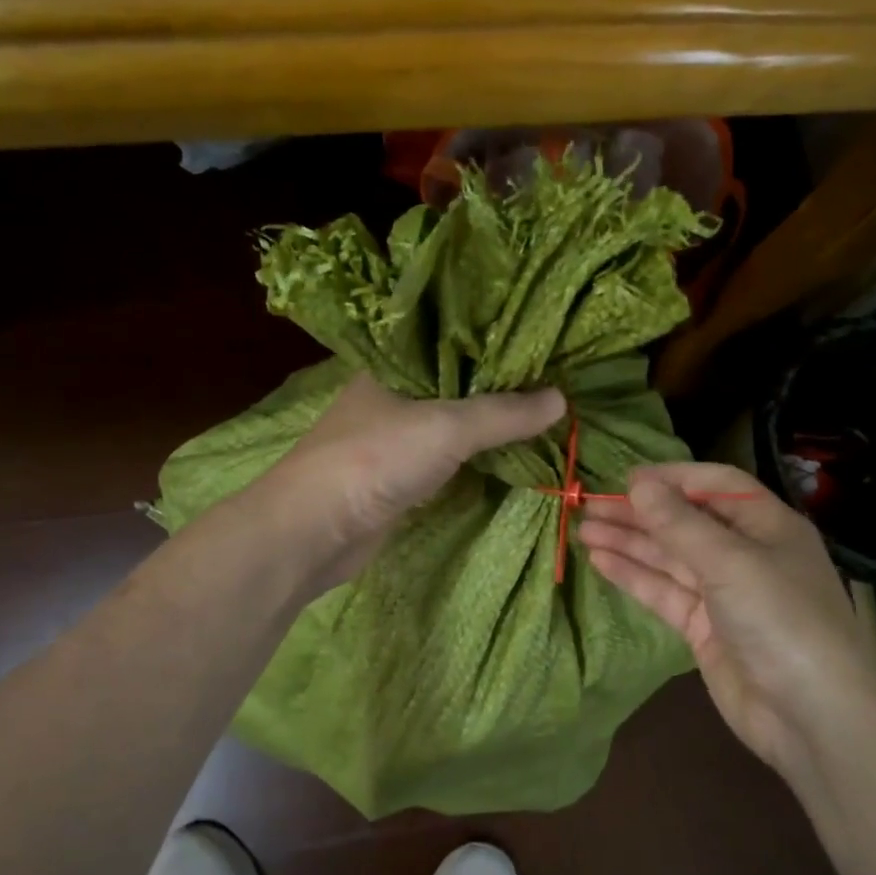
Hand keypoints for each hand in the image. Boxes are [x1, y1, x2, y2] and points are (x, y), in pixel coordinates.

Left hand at [270, 373, 565, 587]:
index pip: (452, 343)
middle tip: (553, 383)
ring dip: (489, 426)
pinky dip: (474, 458)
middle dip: (499, 388)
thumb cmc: (375, 461)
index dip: (495, 344)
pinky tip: (507, 454)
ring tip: (541, 416)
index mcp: (393, 366)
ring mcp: (393, 440)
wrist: (314, 531)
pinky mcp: (398, 478)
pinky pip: (446, 459)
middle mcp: (392, 397)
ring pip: (451, 425)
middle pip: (456, 385)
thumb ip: (503, 413)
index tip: (541, 346)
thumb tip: (561, 399)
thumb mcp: (447, 428)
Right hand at [577, 463, 875, 778]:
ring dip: (629, 543)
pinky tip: (601, 562)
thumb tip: (638, 483)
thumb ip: (680, 523)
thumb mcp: (731, 562)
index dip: (673, 478)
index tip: (626, 479)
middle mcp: (745, 553)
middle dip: (640, 514)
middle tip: (589, 506)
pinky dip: (634, 576)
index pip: (716, 485)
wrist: (811, 716)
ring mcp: (724, 593)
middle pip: (686, 522)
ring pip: (670, 558)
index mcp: (767, 525)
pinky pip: (665, 593)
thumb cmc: (781, 620)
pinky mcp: (704, 628)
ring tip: (584, 531)